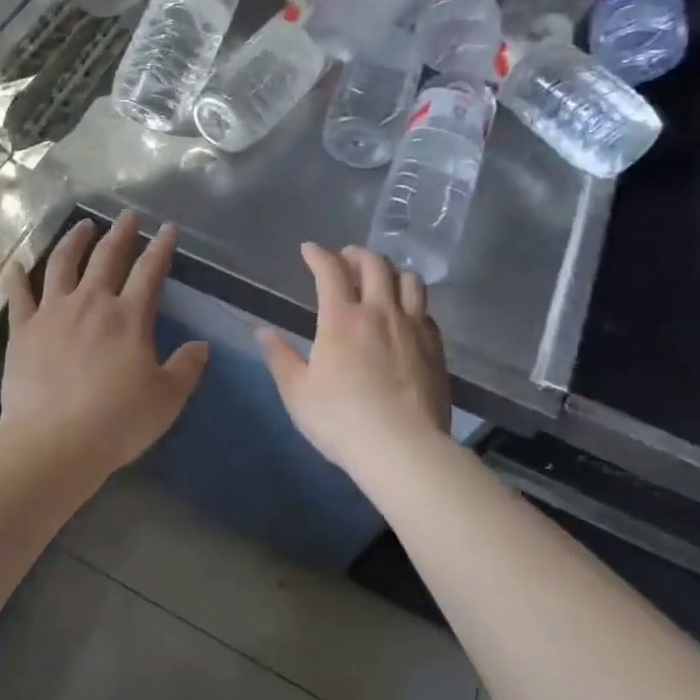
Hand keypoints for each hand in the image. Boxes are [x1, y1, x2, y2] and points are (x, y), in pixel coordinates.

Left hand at [0, 211, 209, 473]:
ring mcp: (53, 312)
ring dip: (74, 241)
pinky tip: (16, 264)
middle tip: (126, 216)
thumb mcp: (166, 398)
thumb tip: (201, 346)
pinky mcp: (23, 329)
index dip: (161, 247)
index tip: (168, 229)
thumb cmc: (117, 421)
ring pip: (62, 264)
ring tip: (82, 226)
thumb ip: (186, 368)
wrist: (54, 441)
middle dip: (120, 233)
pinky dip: (17, 277)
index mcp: (128, 316)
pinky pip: (19, 295)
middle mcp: (91, 302)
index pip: (150, 271)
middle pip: (107, 257)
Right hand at [258, 244, 449, 475]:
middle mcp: (380, 312)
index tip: (309, 250)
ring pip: (409, 280)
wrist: (403, 449)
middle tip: (345, 259)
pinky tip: (404, 315)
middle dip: (356, 254)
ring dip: (391, 271)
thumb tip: (263, 332)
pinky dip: (411, 302)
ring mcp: (413, 328)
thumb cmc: (341, 420)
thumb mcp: (297, 392)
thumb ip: (280, 357)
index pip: (330, 270)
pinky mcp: (436, 348)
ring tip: (380, 279)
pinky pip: (425, 310)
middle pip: (375, 264)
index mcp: (342, 318)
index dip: (318, 254)